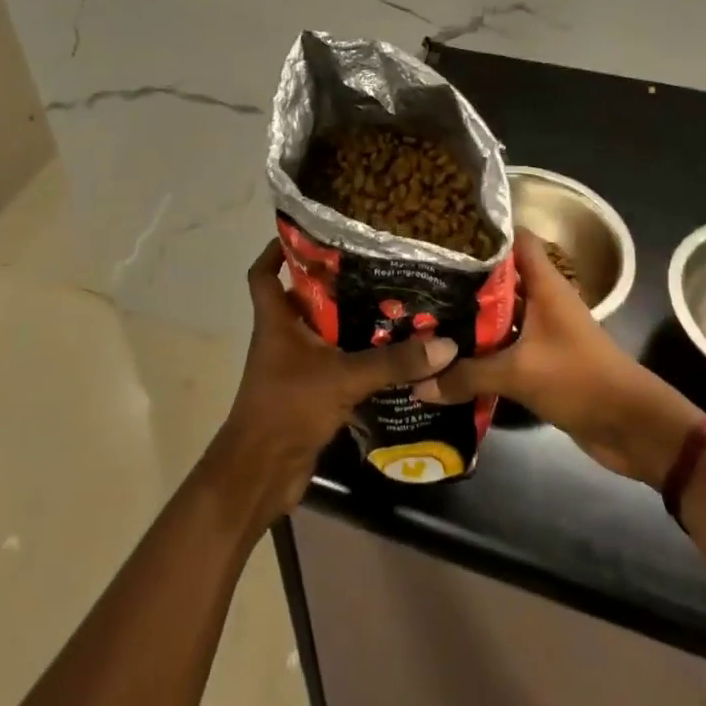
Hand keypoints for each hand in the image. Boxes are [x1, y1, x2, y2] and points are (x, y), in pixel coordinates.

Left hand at [207, 240, 457, 527]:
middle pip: (303, 299)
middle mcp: (281, 337)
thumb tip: (444, 344)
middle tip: (374, 267)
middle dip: (333, 284)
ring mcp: (292, 367)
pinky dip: (354, 357)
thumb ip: (392, 362)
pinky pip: (333, 364)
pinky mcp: (307, 393)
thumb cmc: (288, 408)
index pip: (264, 273)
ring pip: (321, 333)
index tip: (308, 232)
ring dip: (348, 322)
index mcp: (276, 321)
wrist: (261, 472)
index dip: (277, 250)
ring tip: (391, 304)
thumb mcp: (343, 378)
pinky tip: (388, 355)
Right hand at [414, 229, 701, 485]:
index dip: (483, 230)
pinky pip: (503, 346)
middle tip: (420, 274)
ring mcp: (542, 331)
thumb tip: (419, 383)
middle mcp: (542, 300)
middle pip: (500, 276)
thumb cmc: (580, 379)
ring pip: (499, 313)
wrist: (632, 427)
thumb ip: (468, 375)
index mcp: (545, 284)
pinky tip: (448, 353)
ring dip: (469, 316)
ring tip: (424, 310)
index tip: (444, 230)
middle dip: (464, 276)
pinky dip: (480, 348)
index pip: (514, 238)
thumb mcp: (519, 373)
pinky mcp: (540, 361)